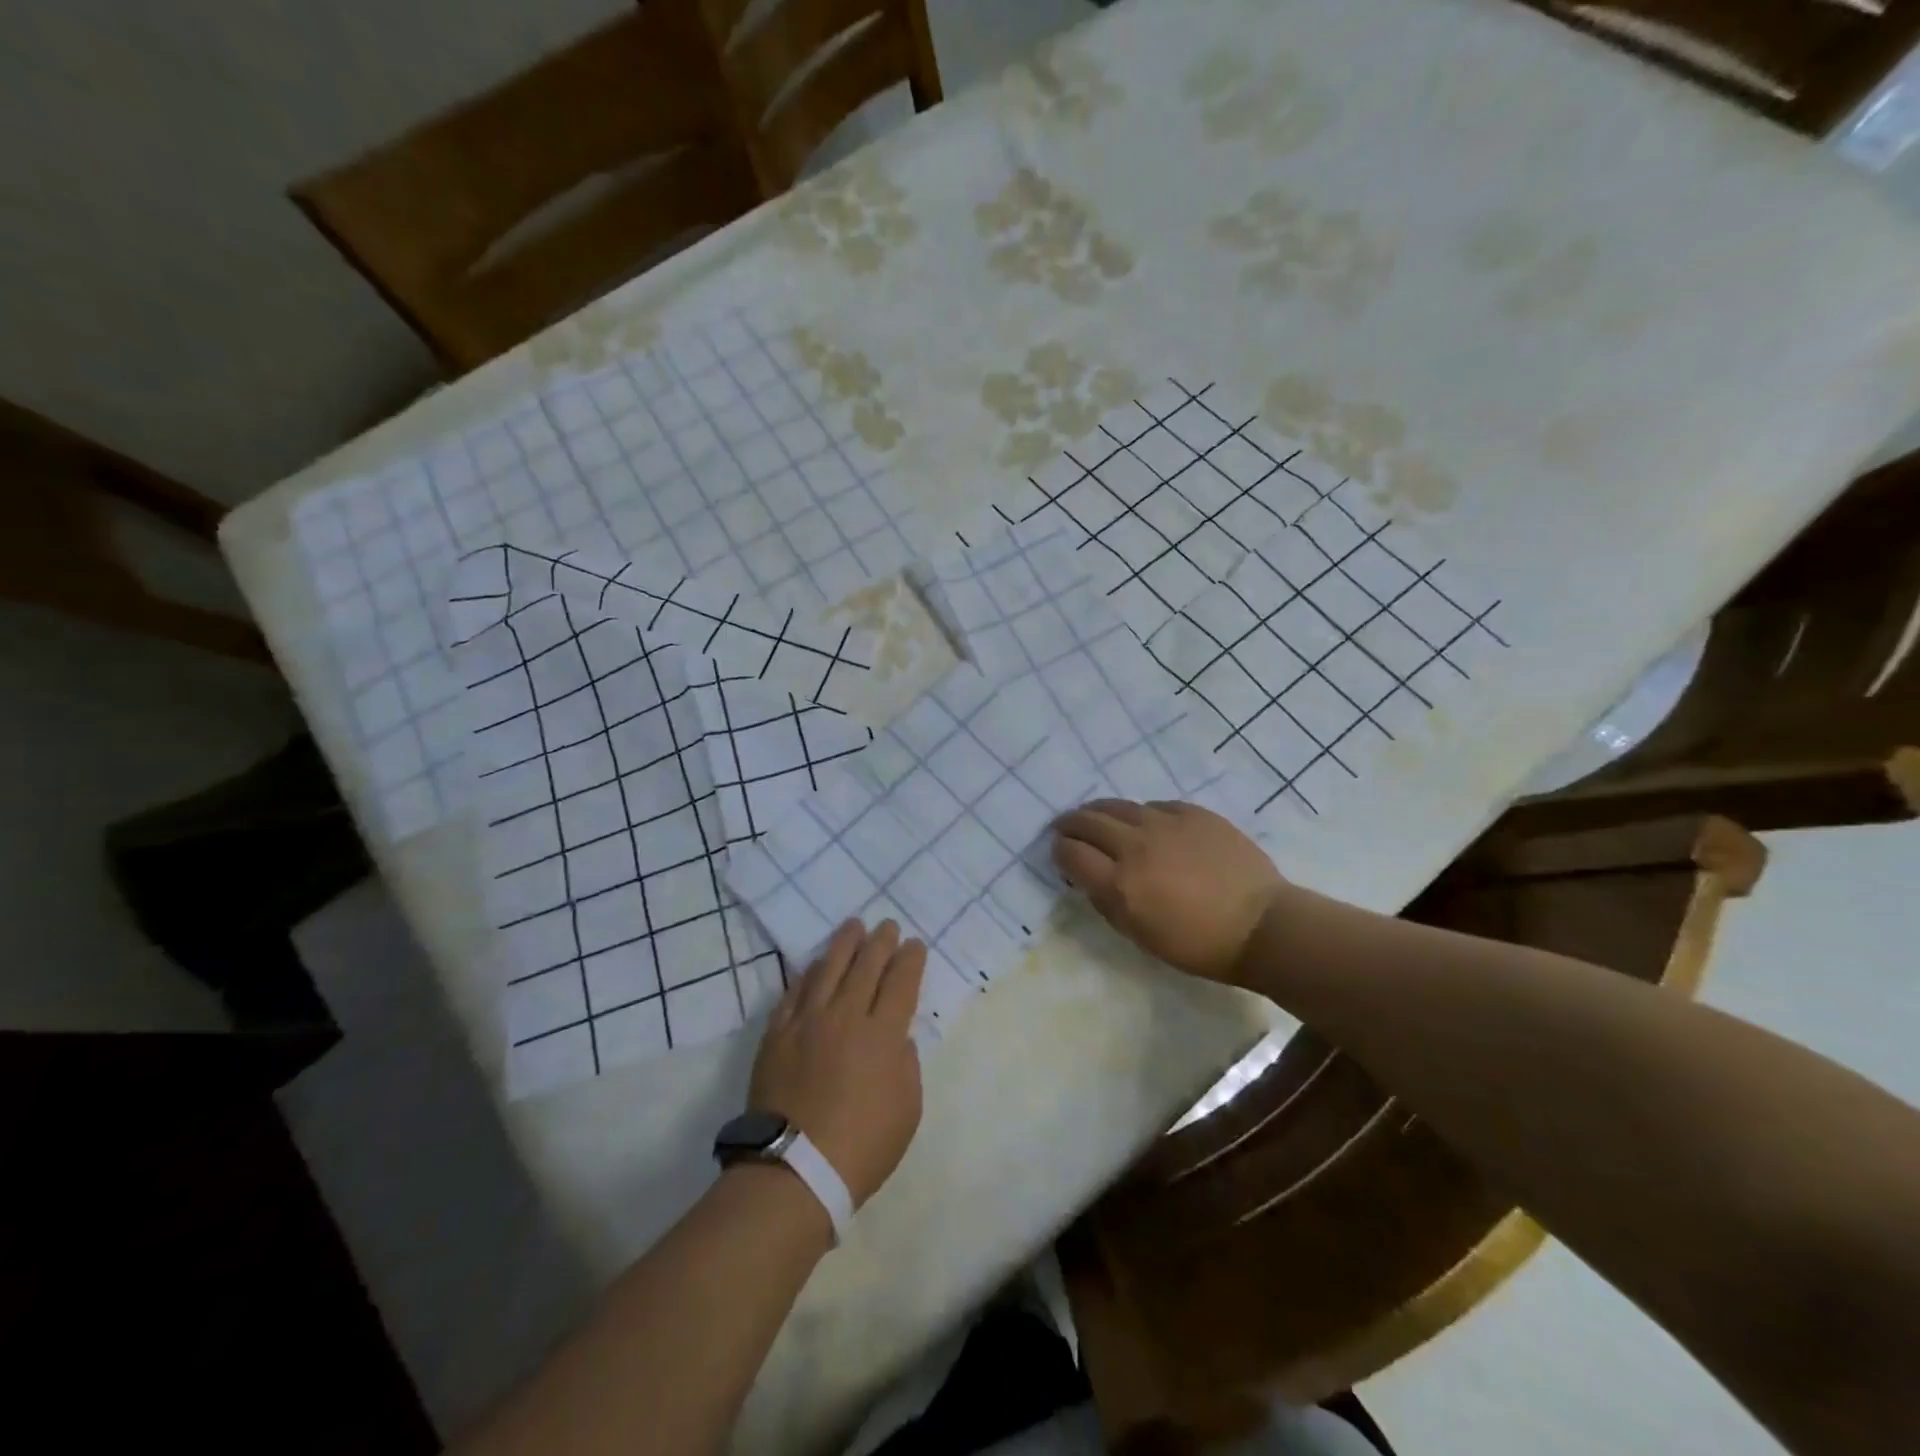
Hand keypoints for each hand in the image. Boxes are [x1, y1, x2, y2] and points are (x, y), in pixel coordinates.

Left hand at [749, 919, 925, 1207]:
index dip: (910, 960)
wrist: (793, 1170)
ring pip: (829, 969)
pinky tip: (816, 963)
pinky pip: (794, 991)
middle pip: (866, 966)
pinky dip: (809, 973)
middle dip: (881, 941)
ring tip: (853, 926)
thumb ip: (906, 1064)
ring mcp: (807, 1022)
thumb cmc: (861, 1147)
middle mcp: (846, 1016)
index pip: (901, 982)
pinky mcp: (777, 1034)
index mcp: (883, 1035)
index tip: (915, 945)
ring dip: (844, 944)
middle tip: (887, 925)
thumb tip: (896, 1037)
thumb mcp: (908, 1110)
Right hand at [1052, 799, 1285, 983]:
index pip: (1071, 853)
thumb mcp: (1139, 935)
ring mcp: (1165, 824)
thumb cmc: (1197, 945)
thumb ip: (1107, 902)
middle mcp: (1135, 845)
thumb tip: (1088, 877)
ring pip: (1118, 806)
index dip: (1059, 851)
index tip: (1060, 853)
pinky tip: (1145, 823)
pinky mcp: (1193, 813)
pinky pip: (1155, 806)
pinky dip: (1141, 814)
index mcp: (1119, 883)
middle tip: (1067, 828)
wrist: (1260, 926)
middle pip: (1088, 821)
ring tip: (1098, 817)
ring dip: (1100, 812)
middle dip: (1071, 824)